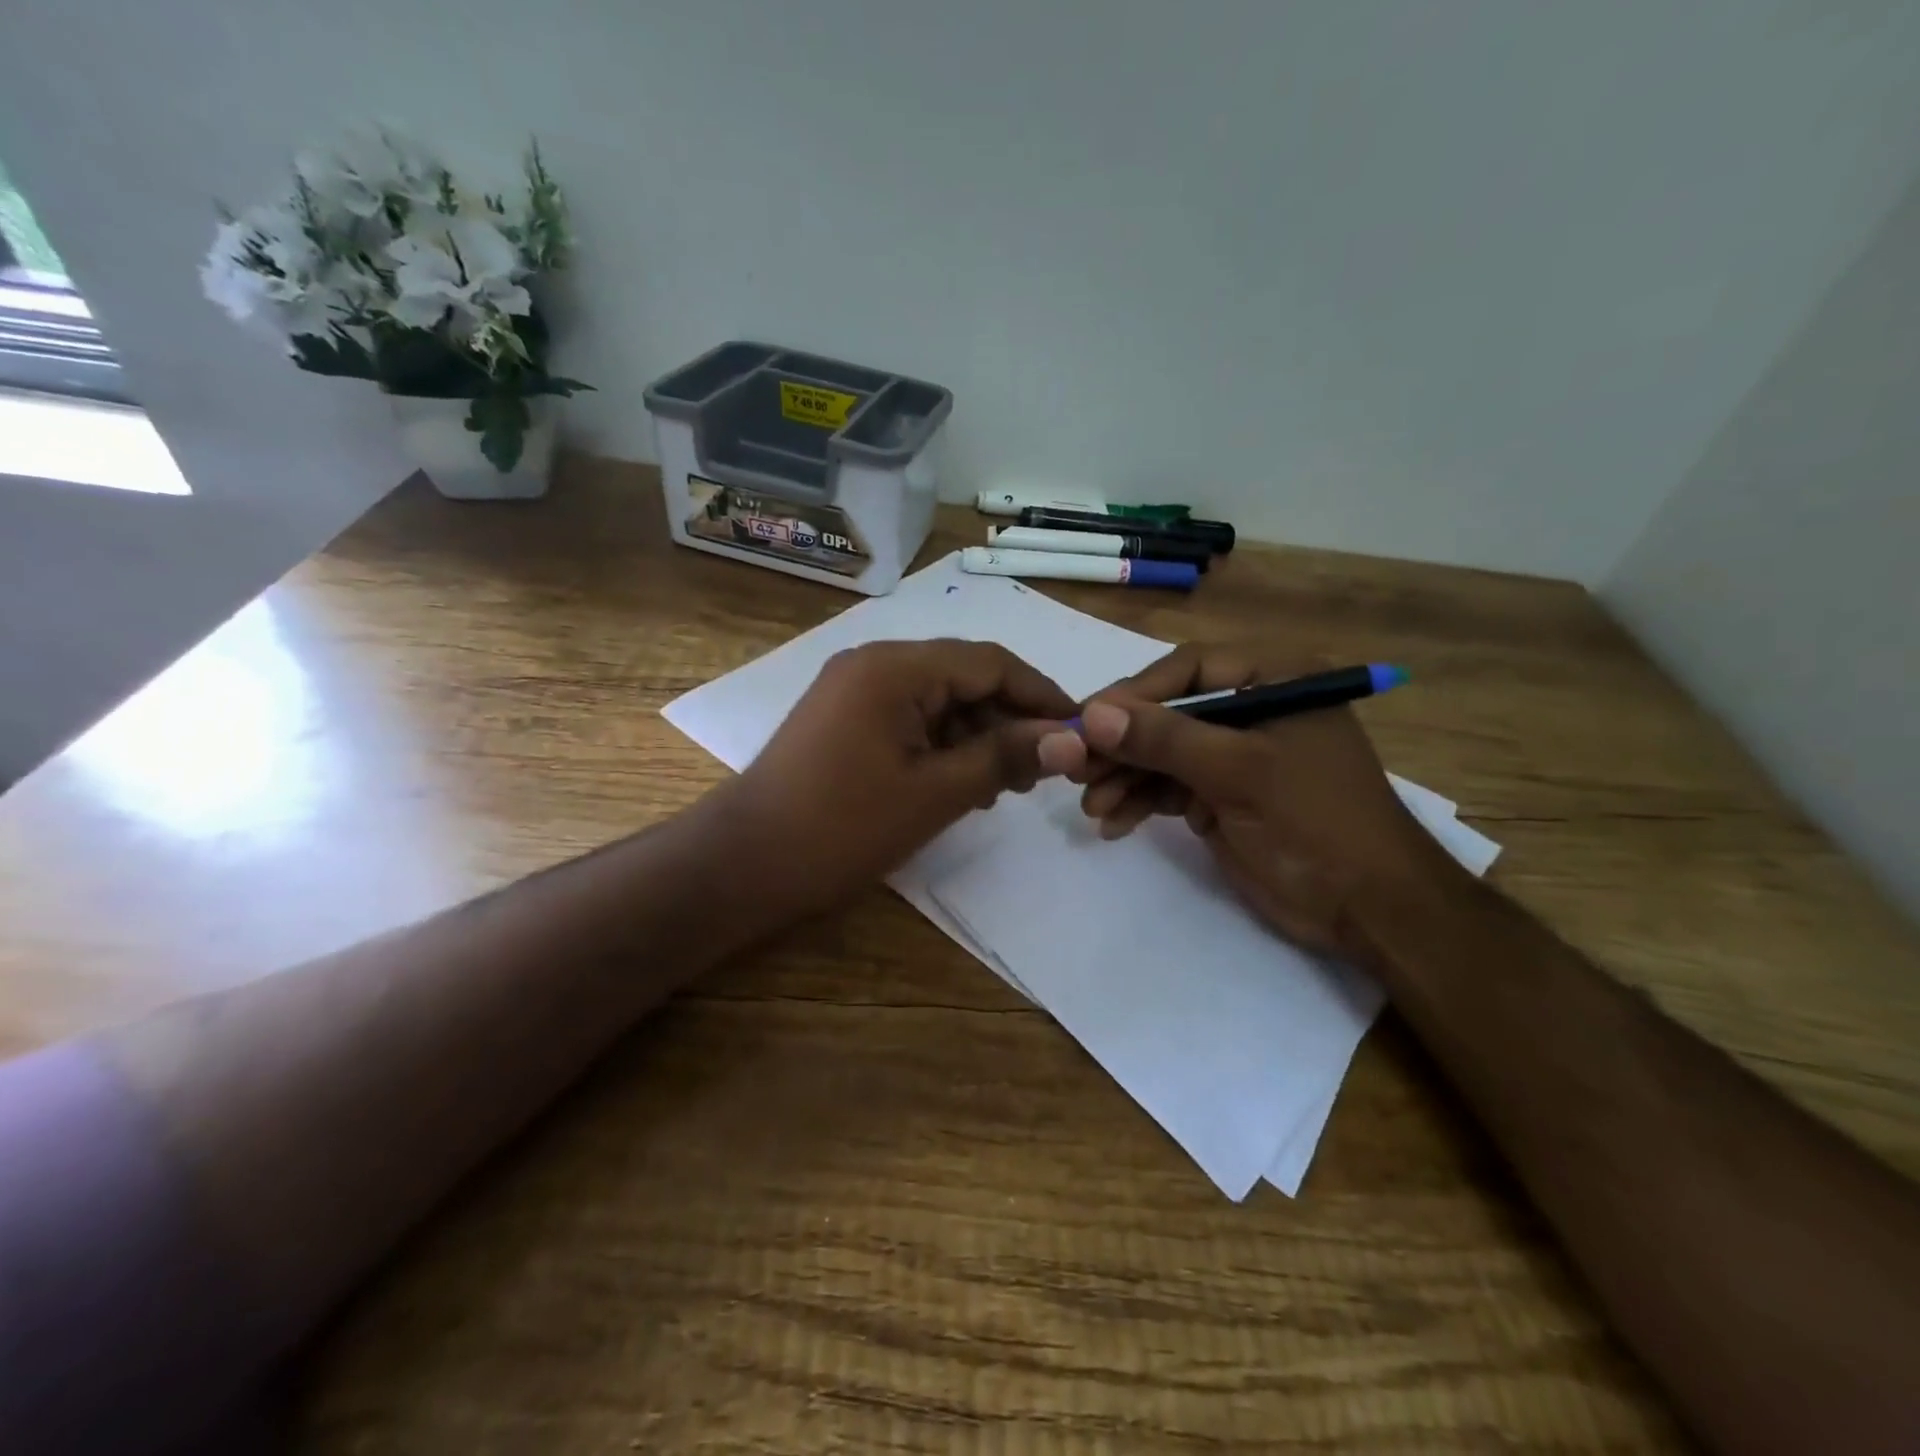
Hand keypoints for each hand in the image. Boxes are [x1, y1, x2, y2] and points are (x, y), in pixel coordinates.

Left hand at [709, 639, 1074, 922]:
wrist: (743, 865)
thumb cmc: (843, 828)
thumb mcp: (936, 793)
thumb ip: (1005, 757)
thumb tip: (1071, 738)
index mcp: (896, 667)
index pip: (990, 662)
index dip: (1040, 694)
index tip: (1079, 730)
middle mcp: (874, 663)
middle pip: (963, 677)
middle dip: (1008, 720)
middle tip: (1040, 772)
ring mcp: (853, 690)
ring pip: (937, 700)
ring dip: (976, 736)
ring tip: (1002, 787)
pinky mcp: (843, 719)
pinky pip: (908, 718)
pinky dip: (941, 745)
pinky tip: (959, 783)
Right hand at [1036, 643, 1459, 962]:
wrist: (1369, 909)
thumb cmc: (1317, 822)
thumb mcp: (1240, 773)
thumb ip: (1165, 739)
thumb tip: (1093, 714)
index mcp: (1273, 680)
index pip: (1188, 670)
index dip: (1134, 695)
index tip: (1086, 721)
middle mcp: (1249, 709)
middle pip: (1167, 713)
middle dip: (1122, 745)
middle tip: (1075, 769)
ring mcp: (1233, 755)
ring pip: (1161, 754)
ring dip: (1123, 778)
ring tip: (1091, 807)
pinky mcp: (1220, 795)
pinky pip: (1167, 788)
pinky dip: (1139, 803)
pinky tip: (1113, 824)